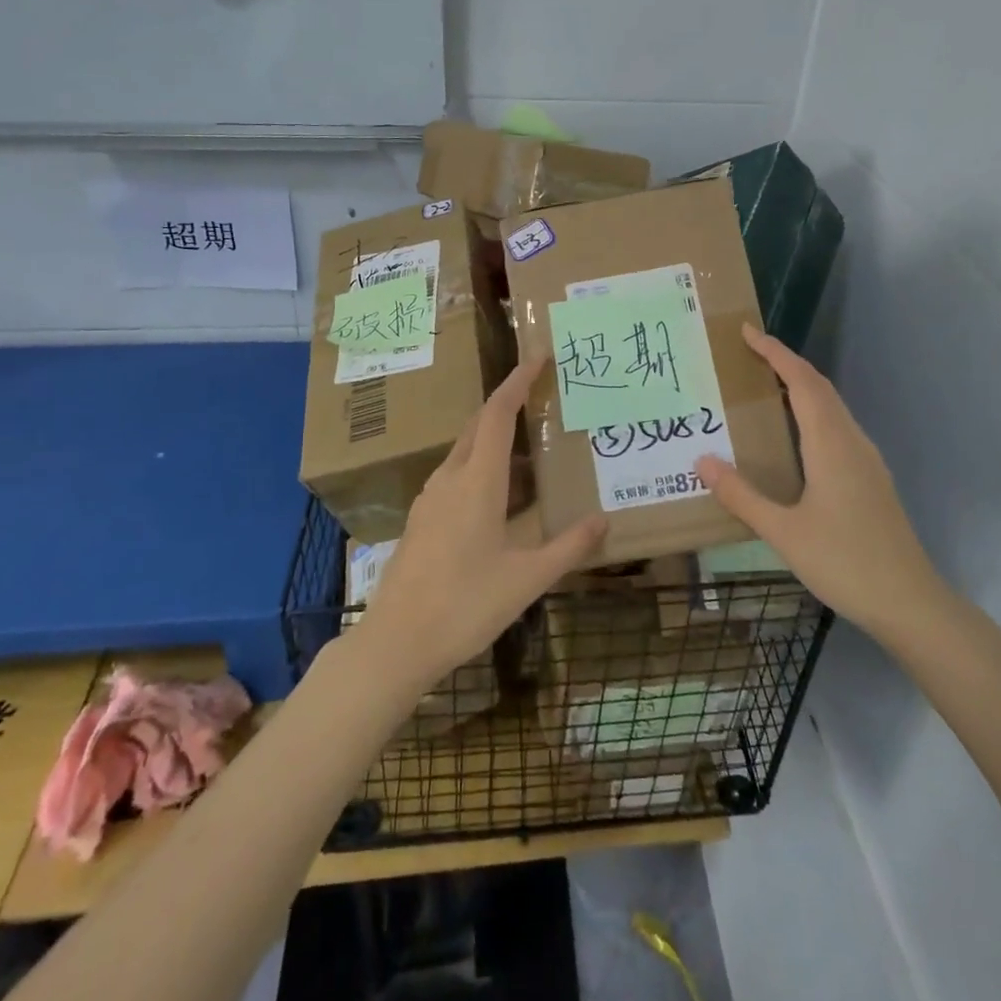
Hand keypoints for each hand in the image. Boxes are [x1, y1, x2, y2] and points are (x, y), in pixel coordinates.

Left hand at [359, 357, 607, 689]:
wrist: (396, 641)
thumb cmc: (465, 605)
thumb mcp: (527, 579)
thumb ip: (568, 547)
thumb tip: (604, 520)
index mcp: (478, 481)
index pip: (497, 413)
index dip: (517, 381)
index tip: (538, 358)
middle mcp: (450, 478)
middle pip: (477, 424)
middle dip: (507, 403)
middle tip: (541, 397)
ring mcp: (430, 497)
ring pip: (464, 450)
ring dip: (493, 437)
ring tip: (528, 447)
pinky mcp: (421, 518)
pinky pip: (455, 473)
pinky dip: (480, 464)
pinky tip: (498, 493)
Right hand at [696, 326, 946, 638]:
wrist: (911, 603)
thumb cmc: (845, 562)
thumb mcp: (783, 532)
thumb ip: (742, 495)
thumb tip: (702, 461)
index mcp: (831, 444)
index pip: (801, 382)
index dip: (775, 353)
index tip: (746, 333)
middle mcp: (852, 441)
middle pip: (819, 387)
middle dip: (785, 363)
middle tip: (748, 353)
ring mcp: (866, 460)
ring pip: (832, 407)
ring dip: (800, 387)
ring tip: (764, 386)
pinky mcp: (871, 478)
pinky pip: (838, 427)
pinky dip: (812, 411)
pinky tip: (795, 435)